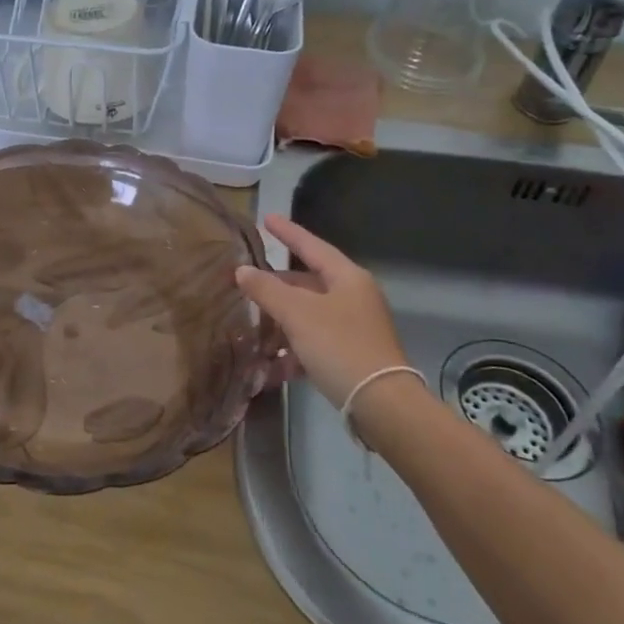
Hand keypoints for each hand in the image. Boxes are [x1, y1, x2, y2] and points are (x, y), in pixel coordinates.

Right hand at [236, 214, 412, 408]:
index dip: (288, 233)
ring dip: (280, 324)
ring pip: (309, 316)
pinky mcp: (351, 356)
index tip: (267, 219)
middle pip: (308, 284)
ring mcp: (354, 328)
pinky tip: (270, 369)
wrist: (381, 404)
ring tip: (252, 331)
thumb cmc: (339, 345)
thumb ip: (266, 289)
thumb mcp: (297, 314)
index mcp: (347, 278)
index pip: (312, 246)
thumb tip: (242, 270)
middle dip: (276, 287)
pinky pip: (315, 344)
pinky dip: (293, 351)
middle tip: (248, 283)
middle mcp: (354, 297)